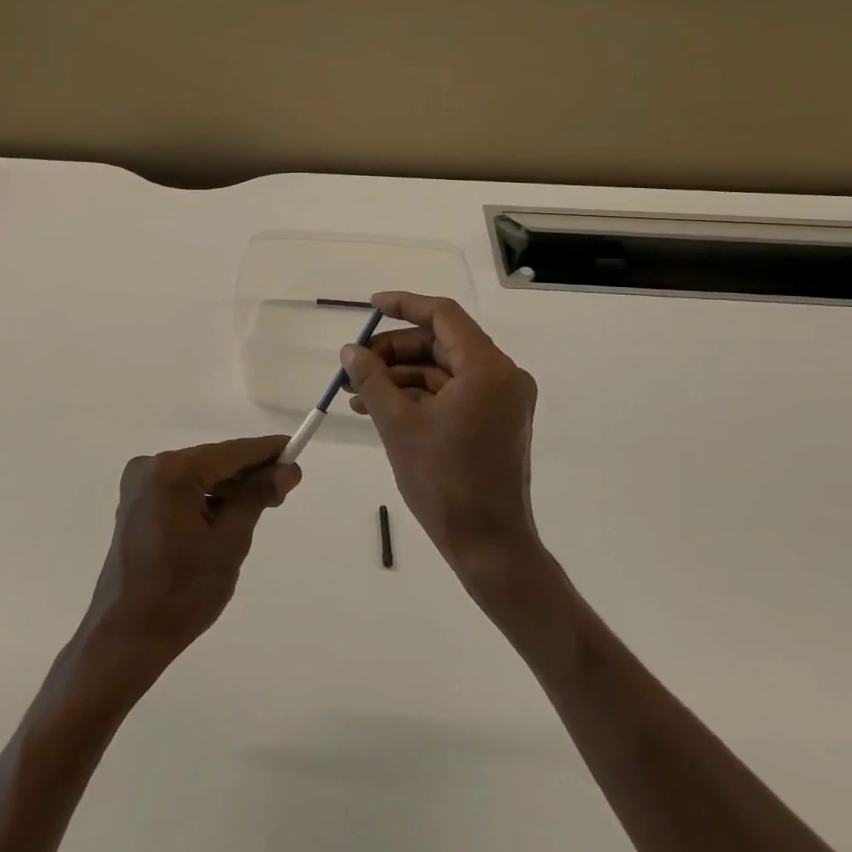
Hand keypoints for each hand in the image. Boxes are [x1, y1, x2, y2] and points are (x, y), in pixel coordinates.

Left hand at [78, 437, 300, 689]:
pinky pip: (181, 490)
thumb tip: (286, 469)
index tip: (295, 451)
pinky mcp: (136, 503)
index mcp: (172, 471)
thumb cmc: (182, 593)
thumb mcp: (230, 542)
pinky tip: (228, 516)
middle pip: (213, 461)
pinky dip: (205, 498)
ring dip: (228, 488)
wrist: (126, 637)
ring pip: (198, 475)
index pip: (231, 453)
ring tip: (261, 506)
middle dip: (248, 474)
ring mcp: (139, 485)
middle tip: (284, 490)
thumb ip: (257, 497)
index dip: (266, 451)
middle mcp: (151, 467)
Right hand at [341, 293, 541, 584]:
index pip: (443, 316)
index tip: (370, 307)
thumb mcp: (398, 425)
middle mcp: (501, 376)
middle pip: (441, 343)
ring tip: (357, 391)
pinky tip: (379, 408)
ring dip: (400, 376)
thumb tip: (349, 350)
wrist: (489, 546)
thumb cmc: (444, 482)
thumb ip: (372, 379)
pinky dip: (418, 396)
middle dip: (394, 350)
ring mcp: (500, 401)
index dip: (404, 306)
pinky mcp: (493, 422)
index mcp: (487, 369)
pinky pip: (451, 394)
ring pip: (443, 370)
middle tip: (355, 363)